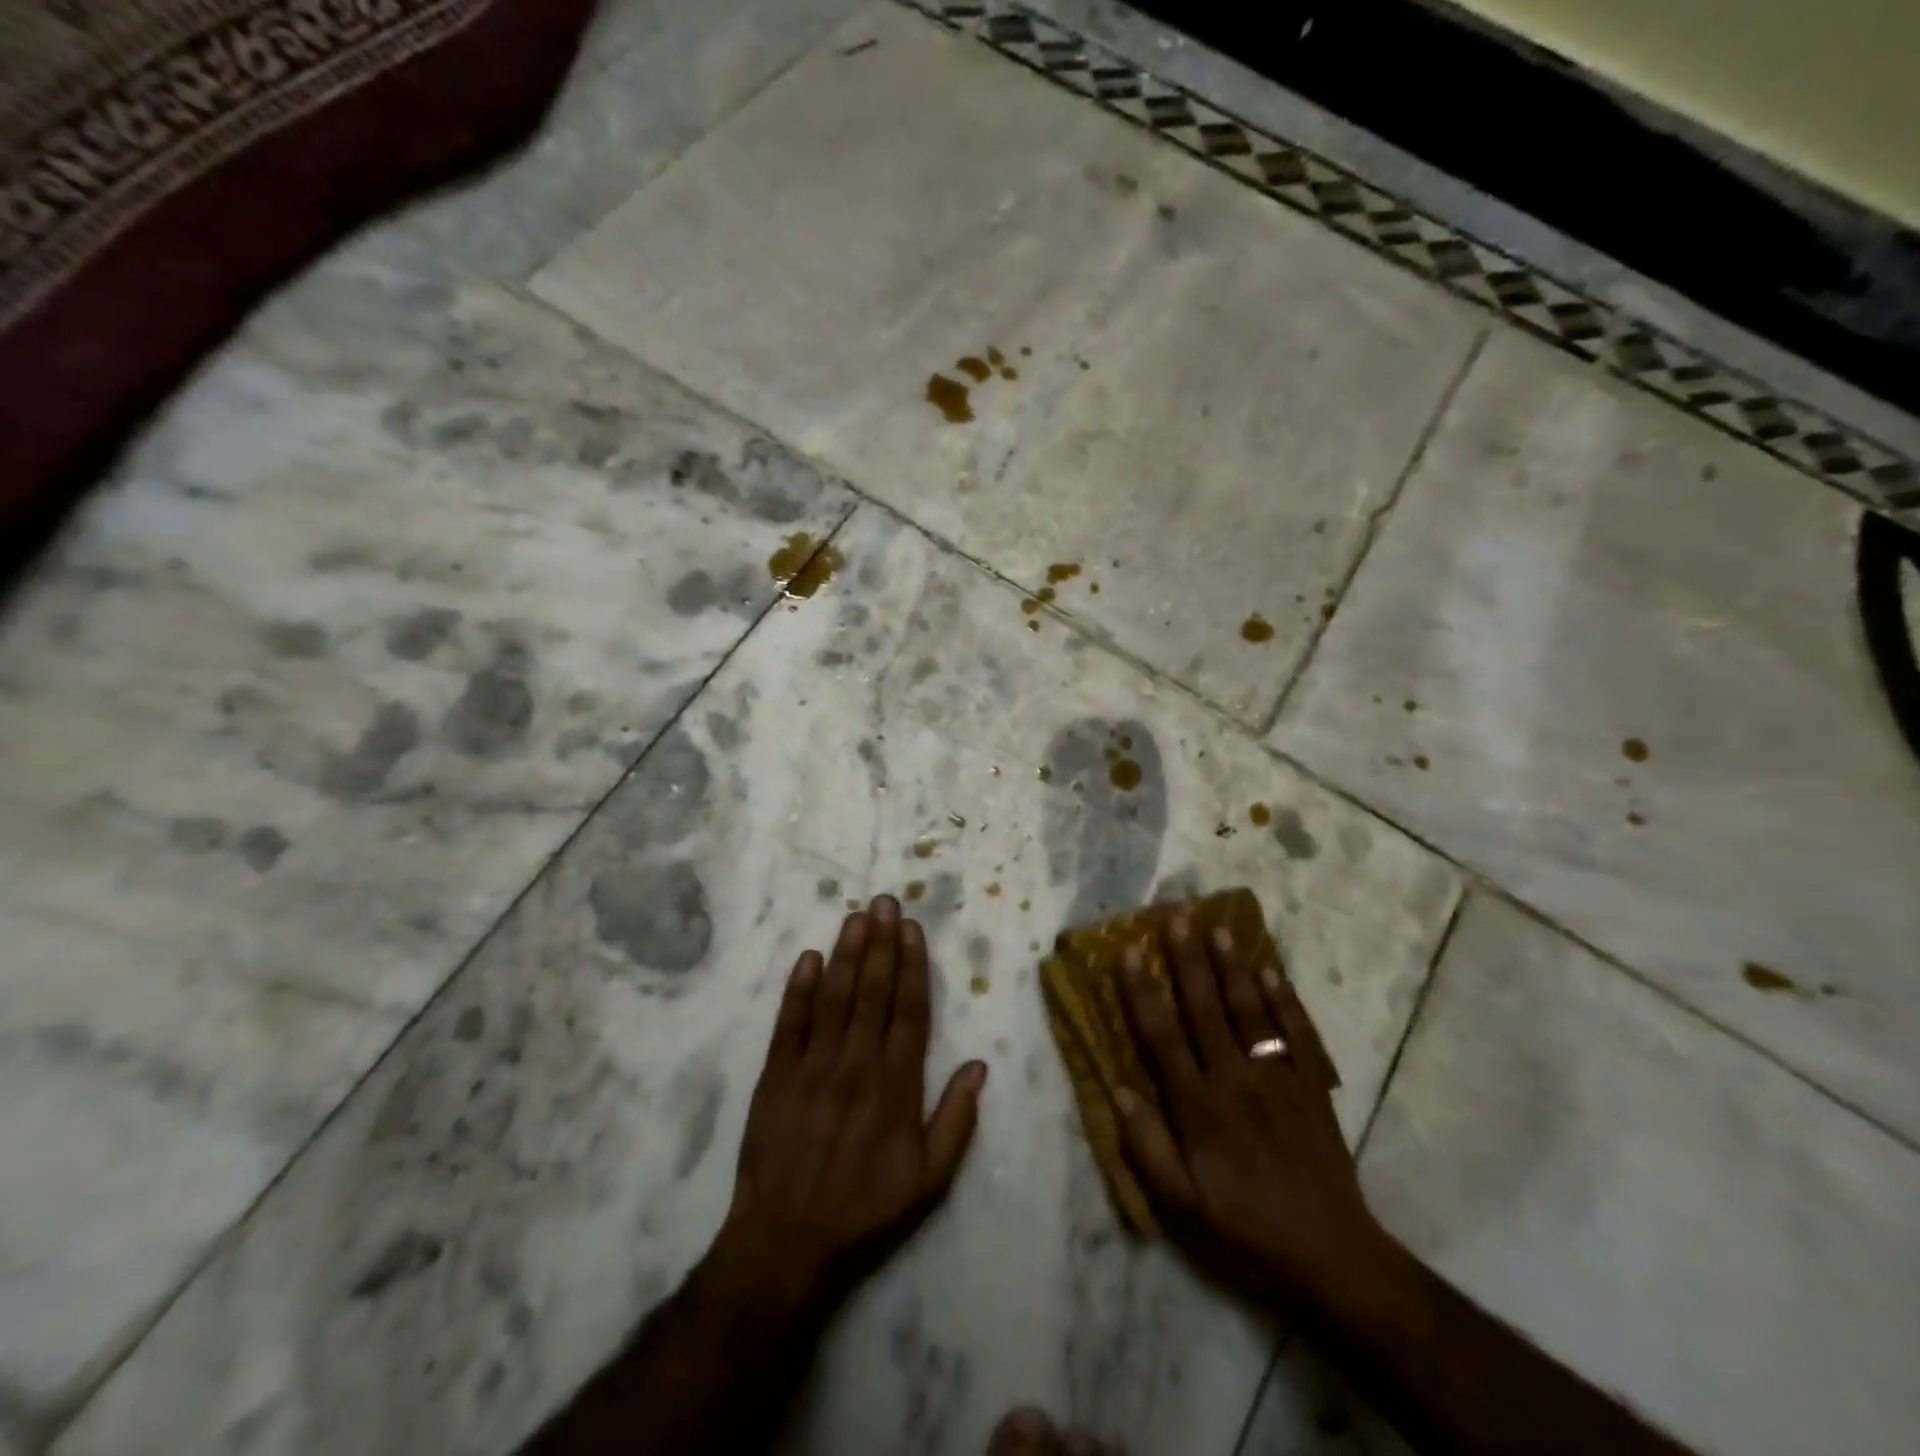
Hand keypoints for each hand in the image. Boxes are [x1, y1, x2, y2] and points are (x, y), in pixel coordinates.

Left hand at [705, 896, 987, 1317]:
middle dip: (881, 944)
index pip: (910, 1010)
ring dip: (846, 954)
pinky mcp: (775, 1077)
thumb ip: (956, 1120)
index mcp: (896, 1085)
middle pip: (872, 992)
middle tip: (884, 902)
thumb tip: (980, 1066)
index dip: (912, 966)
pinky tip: (808, 958)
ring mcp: (813, 1067)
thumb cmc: (865, 1211)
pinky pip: (789, 1024)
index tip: (912, 929)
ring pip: (834, 998)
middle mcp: (857, 1064)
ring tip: (856, 917)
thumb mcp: (929, 1180)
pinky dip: (798, 989)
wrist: (786, 1244)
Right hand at [1112, 916, 1392, 1315]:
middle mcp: (1236, 1081)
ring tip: (1220, 929)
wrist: (1333, 1258)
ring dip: (1233, 968)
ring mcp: (1279, 1080)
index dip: (1142, 991)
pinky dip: (1285, 1001)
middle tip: (1177, 917)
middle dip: (1188, 961)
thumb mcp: (1182, 1207)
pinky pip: (1296, 1035)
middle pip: (1206, 1009)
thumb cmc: (1246, 1231)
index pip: (1162, 1037)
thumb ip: (1147, 1146)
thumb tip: (1118, 1089)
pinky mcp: (1312, 1088)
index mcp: (1199, 1108)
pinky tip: (1272, 971)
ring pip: (1250, 1012)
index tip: (1127, 952)